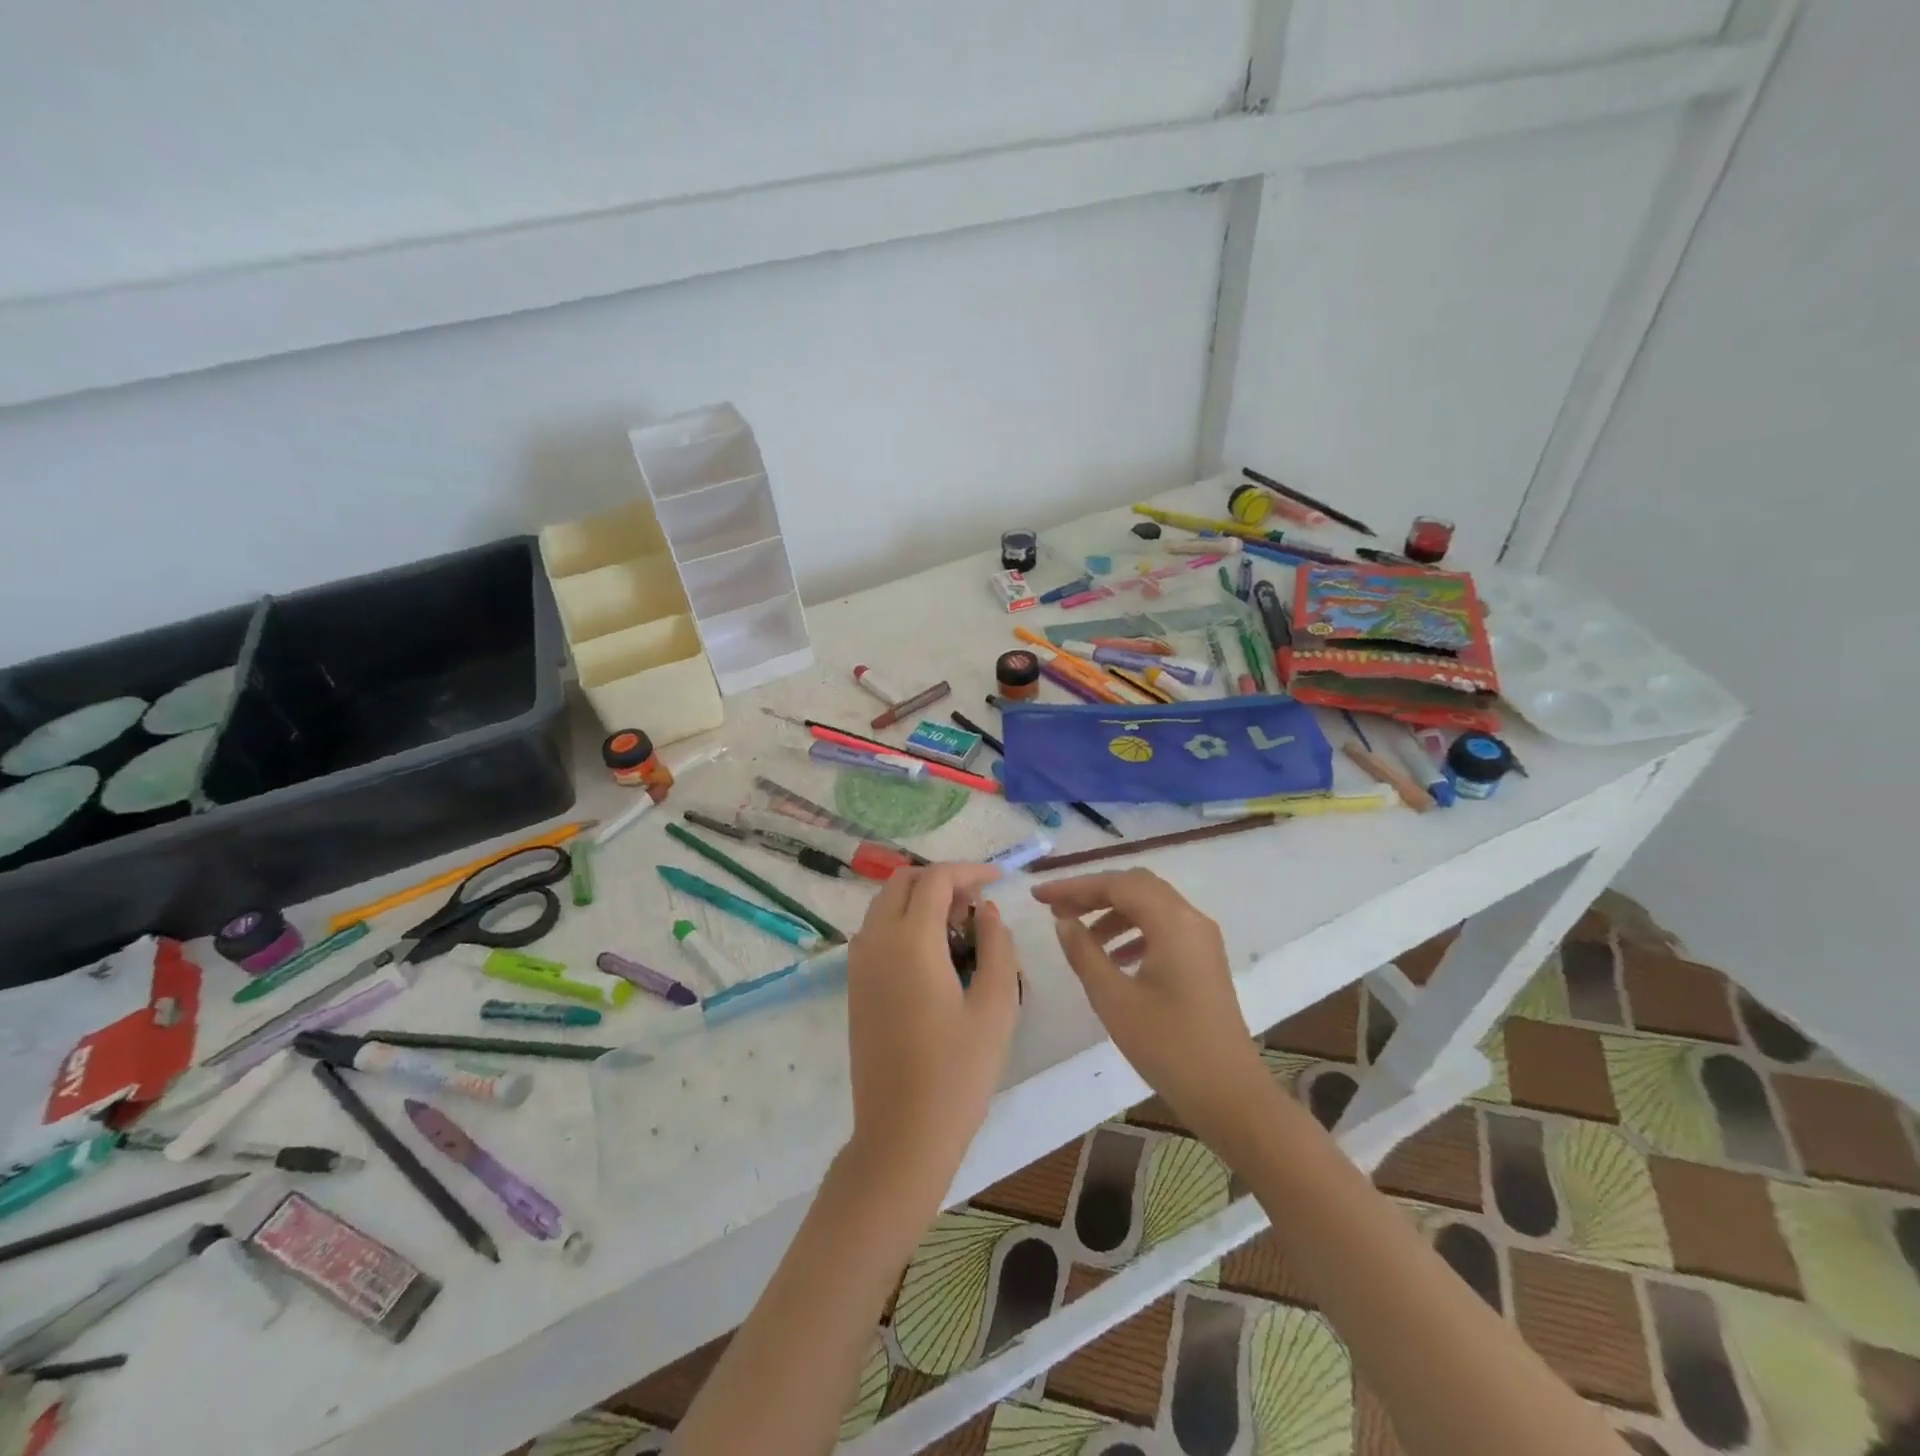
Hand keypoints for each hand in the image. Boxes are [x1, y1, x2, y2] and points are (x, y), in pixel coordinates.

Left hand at [845, 864, 1021, 1193]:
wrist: (901, 1135)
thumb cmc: (957, 1072)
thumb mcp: (996, 1006)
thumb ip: (997, 946)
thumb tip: (987, 910)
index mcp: (910, 940)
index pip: (936, 879)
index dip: (969, 871)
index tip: (998, 879)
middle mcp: (876, 941)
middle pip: (903, 882)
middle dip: (941, 881)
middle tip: (976, 907)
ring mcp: (859, 964)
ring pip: (885, 904)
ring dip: (920, 900)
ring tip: (959, 930)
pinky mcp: (855, 986)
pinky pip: (876, 931)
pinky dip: (903, 923)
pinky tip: (934, 956)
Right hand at [1032, 869, 1274, 1148]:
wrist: (1230, 1096)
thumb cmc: (1168, 1046)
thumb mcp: (1113, 999)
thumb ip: (1084, 952)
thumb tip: (1064, 921)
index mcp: (1172, 922)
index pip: (1116, 884)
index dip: (1074, 887)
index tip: (1038, 897)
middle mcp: (1191, 919)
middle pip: (1136, 885)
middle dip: (1093, 893)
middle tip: (1058, 911)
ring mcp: (1202, 938)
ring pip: (1150, 905)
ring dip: (1112, 912)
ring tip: (1078, 935)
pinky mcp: (1204, 959)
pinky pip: (1163, 927)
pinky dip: (1133, 930)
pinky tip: (1112, 957)